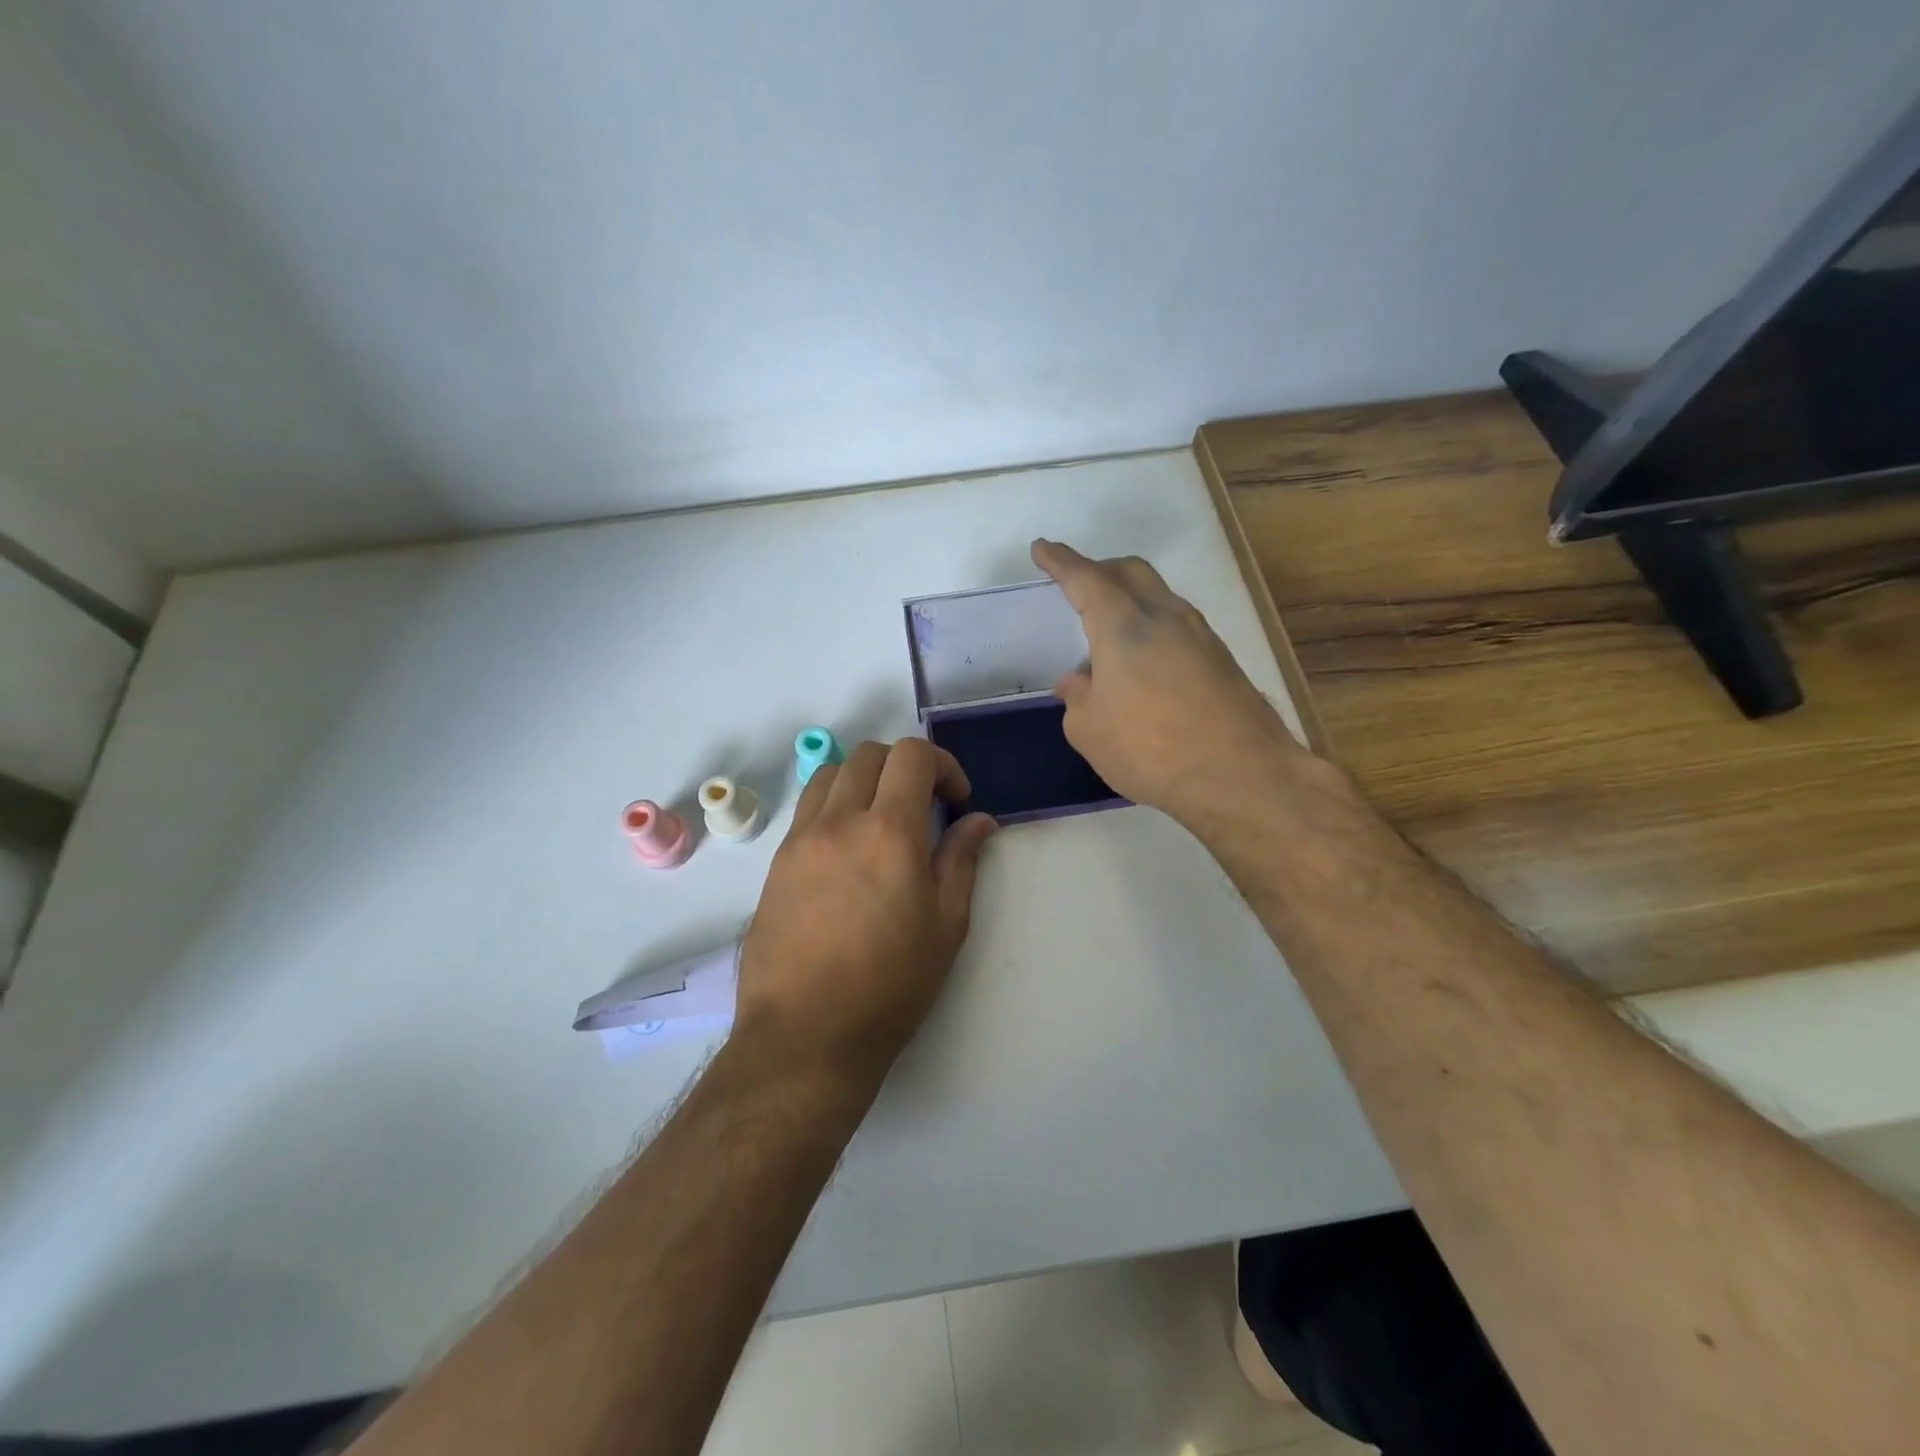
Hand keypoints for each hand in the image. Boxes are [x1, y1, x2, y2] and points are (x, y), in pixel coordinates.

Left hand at [734, 738, 996, 1092]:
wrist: (806, 1034)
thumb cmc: (890, 985)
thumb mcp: (946, 926)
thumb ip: (962, 860)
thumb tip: (979, 821)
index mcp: (889, 832)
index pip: (912, 756)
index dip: (943, 765)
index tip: (956, 801)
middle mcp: (840, 821)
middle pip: (870, 754)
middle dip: (904, 767)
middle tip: (923, 806)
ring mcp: (801, 839)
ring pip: (831, 773)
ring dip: (864, 779)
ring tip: (880, 819)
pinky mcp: (776, 861)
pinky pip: (807, 808)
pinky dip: (834, 805)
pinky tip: (847, 848)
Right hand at [1031, 539, 1303, 827]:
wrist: (1241, 774)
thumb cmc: (1150, 749)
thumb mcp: (1090, 731)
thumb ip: (1077, 699)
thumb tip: (1078, 682)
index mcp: (1123, 625)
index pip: (1085, 578)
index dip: (1060, 562)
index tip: (1043, 548)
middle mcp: (1164, 616)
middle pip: (1130, 572)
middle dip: (1100, 570)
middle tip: (1078, 583)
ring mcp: (1200, 635)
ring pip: (1159, 596)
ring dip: (1130, 600)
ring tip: (1109, 633)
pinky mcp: (1221, 660)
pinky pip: (1178, 626)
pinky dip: (1153, 628)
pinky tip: (1144, 664)